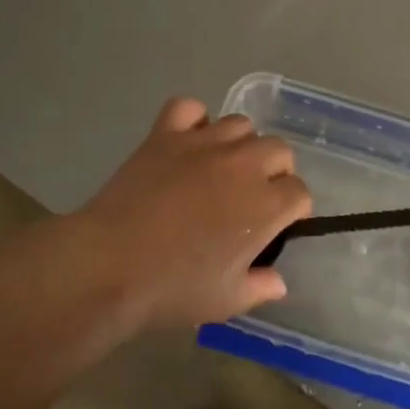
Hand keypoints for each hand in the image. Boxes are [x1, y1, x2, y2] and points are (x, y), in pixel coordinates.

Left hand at [67, 97, 311, 332]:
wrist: (110, 264)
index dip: (292, 210)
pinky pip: (189, 107)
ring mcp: (202, 143)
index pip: (299, 193)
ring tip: (222, 168)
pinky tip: (188, 141)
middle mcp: (243, 165)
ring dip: (240, 144)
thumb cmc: (173, 287)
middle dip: (275, 171)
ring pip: (240, 125)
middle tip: (252, 197)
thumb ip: (261, 287)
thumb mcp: (227, 301)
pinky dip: (193, 119)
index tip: (276, 227)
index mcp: (265, 205)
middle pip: (279, 150)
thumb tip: (278, 281)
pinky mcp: (165, 134)